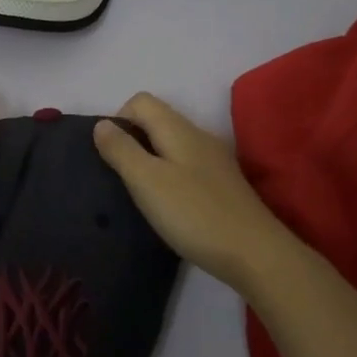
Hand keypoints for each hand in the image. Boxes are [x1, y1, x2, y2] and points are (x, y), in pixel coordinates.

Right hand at [93, 92, 307, 293]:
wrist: (255, 254)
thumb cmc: (194, 214)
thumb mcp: (147, 181)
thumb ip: (122, 150)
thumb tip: (101, 124)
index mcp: (178, 129)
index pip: (140, 101)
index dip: (118, 121)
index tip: (110, 157)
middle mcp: (199, 136)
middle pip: (156, 121)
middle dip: (132, 142)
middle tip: (121, 179)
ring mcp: (214, 161)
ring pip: (171, 145)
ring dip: (150, 162)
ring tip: (140, 195)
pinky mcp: (222, 185)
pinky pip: (186, 167)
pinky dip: (169, 178)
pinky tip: (168, 207)